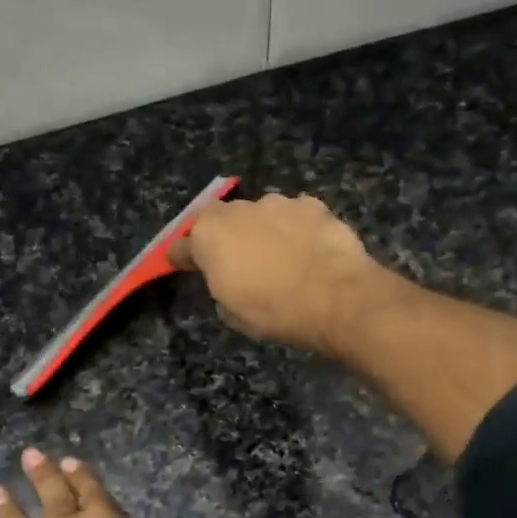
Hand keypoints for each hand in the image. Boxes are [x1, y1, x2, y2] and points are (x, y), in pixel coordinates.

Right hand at [169, 193, 381, 353]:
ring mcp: (277, 202)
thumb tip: (228, 280)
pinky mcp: (311, 204)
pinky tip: (308, 249)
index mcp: (208, 236)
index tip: (183, 265)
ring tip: (281, 257)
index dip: (183, 257)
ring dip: (263, 231)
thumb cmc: (273, 311)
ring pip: (261, 215)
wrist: (334, 297)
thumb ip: (220, 289)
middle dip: (225, 238)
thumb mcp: (232, 314)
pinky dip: (297, 229)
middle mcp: (237, 210)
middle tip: (238, 262)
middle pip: (221, 221)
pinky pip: (295, 216)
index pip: (182, 246)